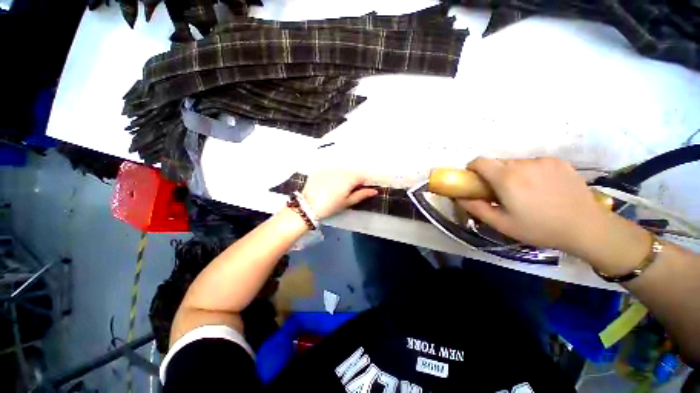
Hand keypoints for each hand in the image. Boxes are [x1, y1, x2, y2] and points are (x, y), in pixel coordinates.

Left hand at [301, 170, 377, 219]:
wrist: (308, 206)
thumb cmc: (330, 206)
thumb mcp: (347, 202)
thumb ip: (361, 194)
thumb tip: (374, 191)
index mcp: (349, 178)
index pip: (362, 177)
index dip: (363, 184)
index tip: (360, 190)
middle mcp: (341, 170)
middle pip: (351, 173)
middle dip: (352, 181)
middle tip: (347, 192)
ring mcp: (329, 169)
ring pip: (341, 172)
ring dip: (342, 178)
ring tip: (335, 189)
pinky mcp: (320, 170)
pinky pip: (331, 172)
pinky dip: (332, 177)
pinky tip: (326, 185)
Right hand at [456, 157, 611, 253]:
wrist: (587, 227)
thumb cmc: (540, 228)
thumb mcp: (502, 224)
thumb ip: (476, 208)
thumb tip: (459, 198)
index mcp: (507, 178)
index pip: (480, 161)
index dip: (472, 169)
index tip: (474, 181)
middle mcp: (523, 164)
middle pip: (497, 162)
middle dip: (492, 174)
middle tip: (500, 192)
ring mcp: (543, 161)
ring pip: (515, 162)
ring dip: (511, 173)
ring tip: (524, 192)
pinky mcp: (558, 162)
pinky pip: (533, 163)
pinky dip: (529, 172)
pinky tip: (541, 188)